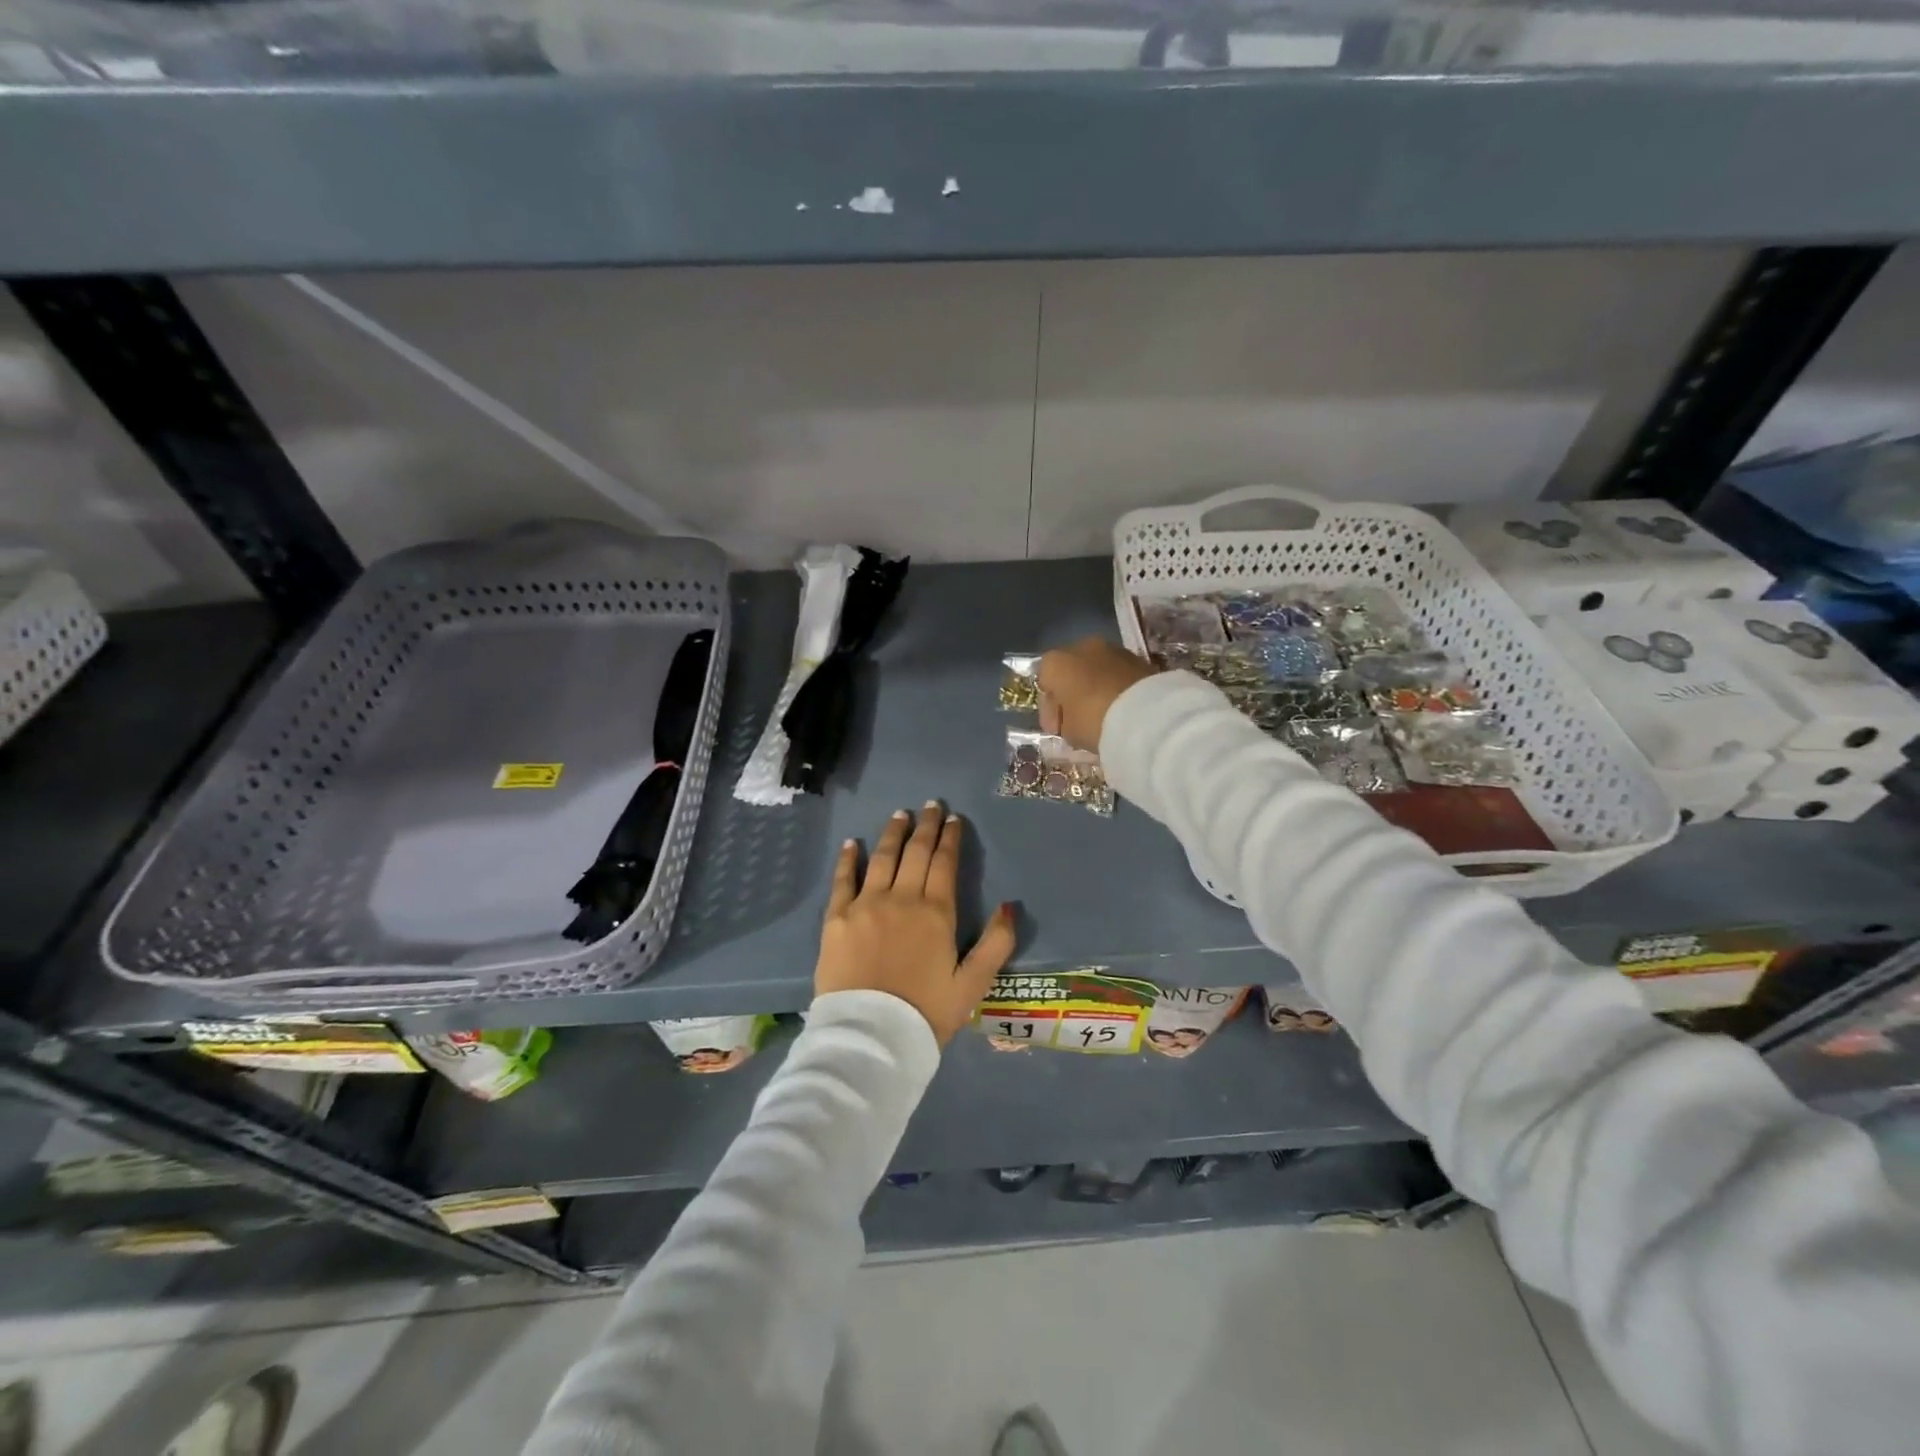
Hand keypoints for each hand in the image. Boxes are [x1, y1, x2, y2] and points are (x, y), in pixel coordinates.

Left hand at [816, 804, 1016, 1043]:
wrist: (871, 1037)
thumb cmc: (926, 1013)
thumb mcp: (972, 984)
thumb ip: (996, 944)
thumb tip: (1009, 905)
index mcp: (936, 912)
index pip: (945, 863)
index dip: (950, 838)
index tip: (953, 819)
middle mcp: (901, 898)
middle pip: (915, 853)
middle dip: (925, 826)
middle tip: (930, 805)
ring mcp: (866, 905)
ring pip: (882, 858)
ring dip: (892, 833)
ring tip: (899, 814)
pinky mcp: (837, 918)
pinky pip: (843, 880)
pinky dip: (849, 859)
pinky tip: (853, 843)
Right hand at [1037, 638, 1157, 751]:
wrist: (1146, 713)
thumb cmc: (1094, 720)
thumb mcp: (1069, 731)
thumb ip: (1063, 722)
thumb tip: (1070, 719)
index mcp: (1056, 662)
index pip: (1044, 684)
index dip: (1049, 709)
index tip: (1057, 729)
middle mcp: (1081, 646)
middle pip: (1070, 670)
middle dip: (1072, 692)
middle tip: (1077, 718)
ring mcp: (1112, 649)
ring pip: (1095, 669)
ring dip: (1094, 687)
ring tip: (1101, 713)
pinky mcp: (1137, 657)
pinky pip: (1116, 673)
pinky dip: (1115, 686)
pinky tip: (1119, 706)